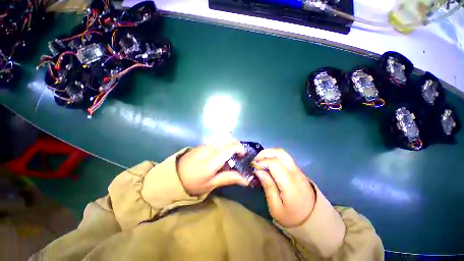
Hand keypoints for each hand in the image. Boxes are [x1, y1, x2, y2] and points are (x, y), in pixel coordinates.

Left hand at [177, 140, 249, 195]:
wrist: (173, 176)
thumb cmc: (193, 183)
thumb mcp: (211, 184)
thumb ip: (229, 178)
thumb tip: (246, 179)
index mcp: (212, 160)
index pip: (231, 147)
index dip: (241, 149)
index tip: (244, 157)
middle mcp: (210, 148)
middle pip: (229, 140)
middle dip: (238, 146)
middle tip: (239, 158)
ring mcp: (206, 145)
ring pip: (224, 140)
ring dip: (231, 146)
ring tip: (231, 158)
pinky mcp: (203, 144)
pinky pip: (218, 142)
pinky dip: (225, 146)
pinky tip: (221, 156)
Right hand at [254, 149, 314, 227]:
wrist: (313, 219)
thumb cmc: (291, 216)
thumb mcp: (276, 207)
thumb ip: (268, 187)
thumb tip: (259, 170)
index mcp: (289, 183)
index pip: (274, 163)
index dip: (261, 162)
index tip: (253, 166)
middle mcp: (295, 172)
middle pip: (280, 153)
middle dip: (265, 153)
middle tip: (255, 160)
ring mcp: (298, 169)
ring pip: (282, 153)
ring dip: (269, 153)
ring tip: (261, 160)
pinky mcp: (298, 170)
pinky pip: (285, 157)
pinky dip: (274, 156)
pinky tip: (268, 163)